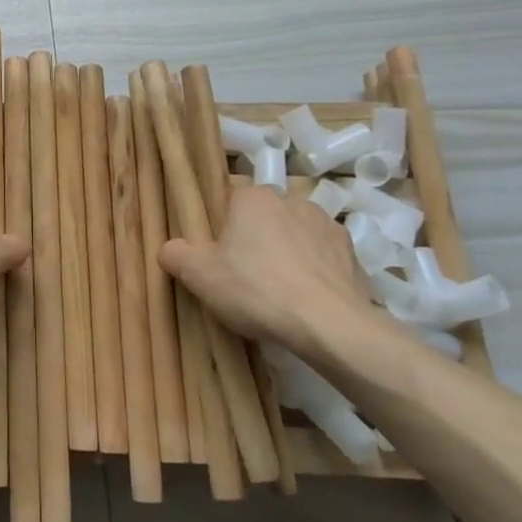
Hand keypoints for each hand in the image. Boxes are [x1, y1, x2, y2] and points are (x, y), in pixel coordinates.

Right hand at [159, 184, 379, 352]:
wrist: (329, 325)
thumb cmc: (256, 290)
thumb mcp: (199, 275)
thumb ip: (175, 254)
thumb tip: (169, 249)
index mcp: (254, 197)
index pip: (230, 196)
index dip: (221, 222)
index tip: (216, 250)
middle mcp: (293, 200)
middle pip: (264, 216)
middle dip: (254, 238)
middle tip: (242, 273)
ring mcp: (328, 225)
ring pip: (295, 234)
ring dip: (286, 252)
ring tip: (277, 290)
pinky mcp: (352, 254)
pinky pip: (322, 258)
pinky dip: (314, 272)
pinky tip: (305, 299)